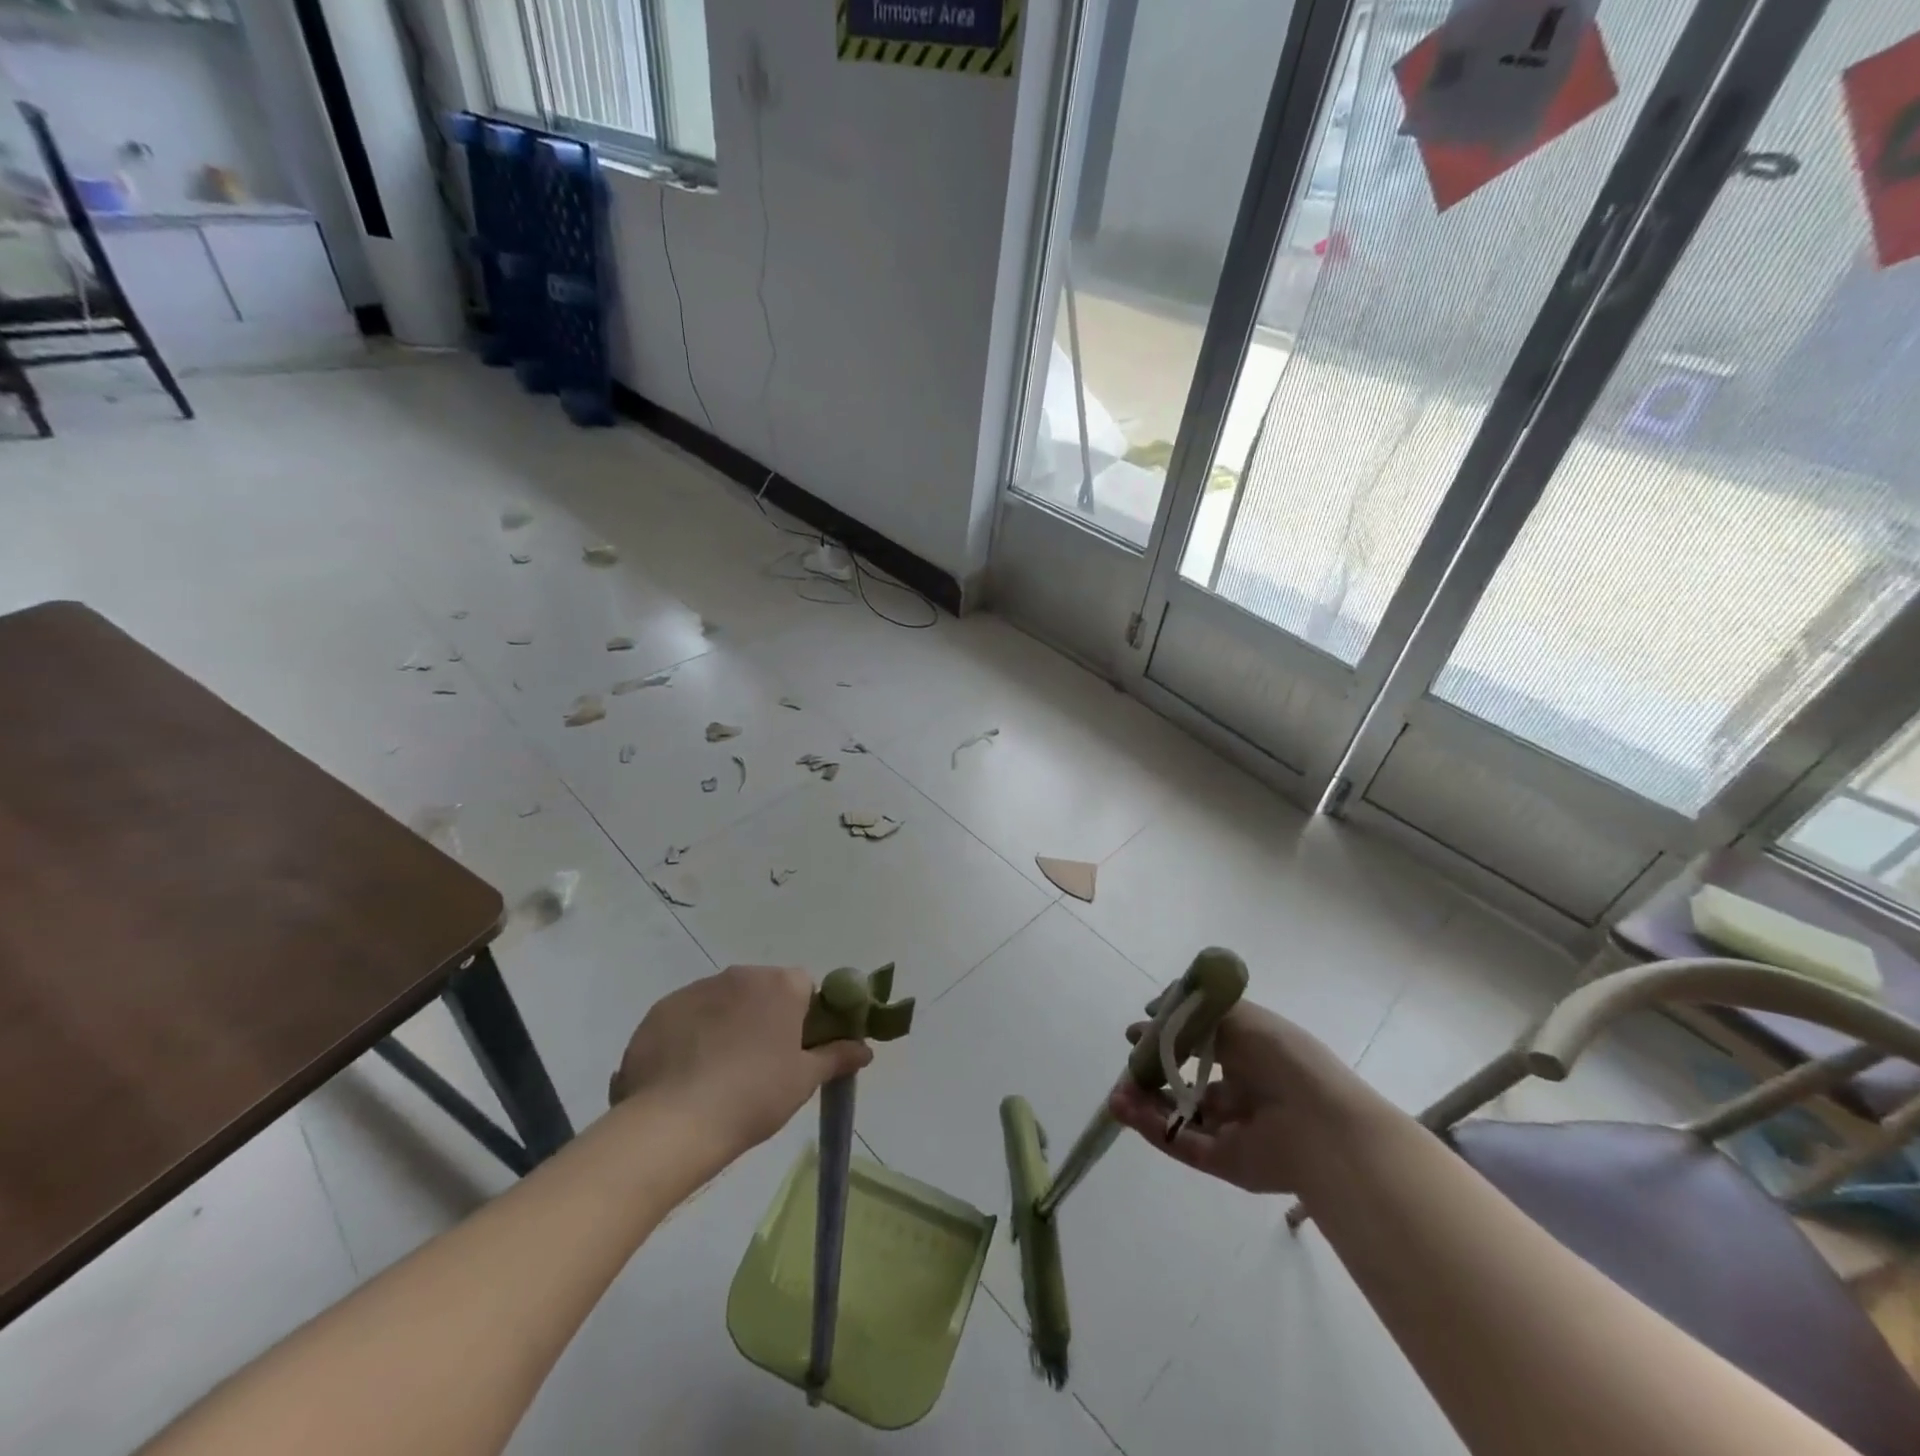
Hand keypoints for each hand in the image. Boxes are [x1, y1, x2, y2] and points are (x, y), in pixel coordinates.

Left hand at [609, 966, 871, 1157]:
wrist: (674, 1122)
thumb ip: (837, 1057)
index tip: (798, 1049)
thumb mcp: (804, 1080)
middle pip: (762, 990)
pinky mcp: (660, 1010)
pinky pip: (686, 1016)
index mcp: (781, 984)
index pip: (804, 987)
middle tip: (761, 1064)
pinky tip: (686, 1074)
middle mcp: (740, 974)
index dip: (804, 1016)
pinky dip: (691, 1035)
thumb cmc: (754, 1096)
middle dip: (764, 1017)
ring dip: (727, 1024)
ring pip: (722, 1001)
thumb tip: (865, 1049)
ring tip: (718, 1074)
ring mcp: (696, 989)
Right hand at [1107, 1000, 1375, 1193]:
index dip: (1169, 1037)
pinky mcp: (1224, 1162)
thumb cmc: (1278, 1055)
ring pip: (1179, 1115)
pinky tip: (1123, 1110)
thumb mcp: (1234, 1015)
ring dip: (1144, 1102)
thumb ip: (1190, 1012)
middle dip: (1152, 1072)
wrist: (1317, 1121)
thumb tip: (1153, 1010)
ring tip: (1116, 1094)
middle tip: (1126, 1065)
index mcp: (1250, 1053)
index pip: (1201, 1043)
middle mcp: (1242, 1090)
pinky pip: (1181, 1143)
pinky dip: (1150, 1127)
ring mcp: (1233, 1129)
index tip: (1136, 1031)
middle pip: (1187, 1082)